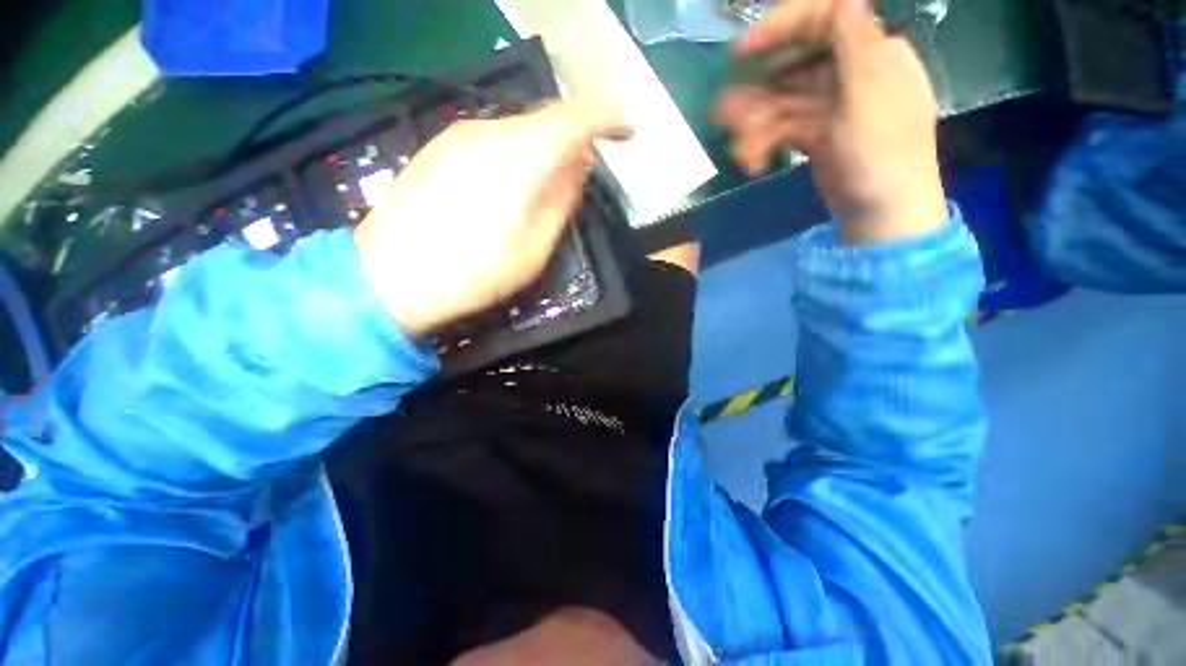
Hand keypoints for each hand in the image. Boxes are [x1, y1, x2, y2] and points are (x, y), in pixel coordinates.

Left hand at [353, 101, 629, 336]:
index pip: (575, 117)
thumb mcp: (535, 248)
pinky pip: (494, 142)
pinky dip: (516, 157)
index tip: (626, 135)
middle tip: (580, 179)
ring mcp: (458, 136)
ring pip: (520, 131)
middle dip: (573, 144)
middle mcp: (488, 131)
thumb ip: (562, 201)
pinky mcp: (439, 148)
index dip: (608, 119)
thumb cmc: (473, 272)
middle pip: (546, 121)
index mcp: (519, 157)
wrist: (390, 277)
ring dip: (543, 152)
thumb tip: (577, 167)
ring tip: (542, 193)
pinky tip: (507, 192)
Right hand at [714, 0, 947, 242]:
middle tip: (721, 116)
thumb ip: (855, 44)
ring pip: (782, 104)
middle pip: (793, 70)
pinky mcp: (817, 136)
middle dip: (756, 94)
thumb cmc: (882, 156)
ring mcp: (831, 108)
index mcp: (872, 55)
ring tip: (738, 152)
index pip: (825, 21)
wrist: (882, 215)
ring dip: (755, 126)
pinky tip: (755, 163)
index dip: (781, 28)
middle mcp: (851, 74)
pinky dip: (766, 144)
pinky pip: (783, 130)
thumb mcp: (870, 98)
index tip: (741, 52)